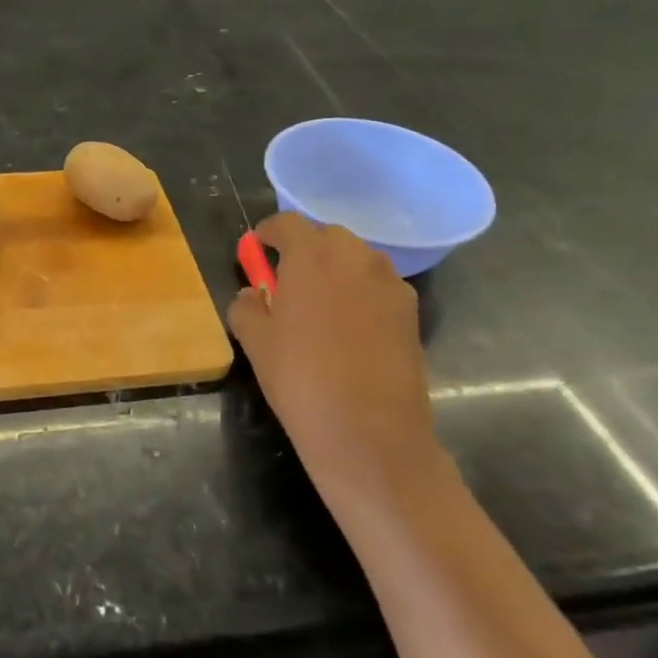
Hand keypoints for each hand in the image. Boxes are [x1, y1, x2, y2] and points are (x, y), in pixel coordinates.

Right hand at [227, 213, 435, 495]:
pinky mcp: (411, 311)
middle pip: (326, 236)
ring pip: (356, 259)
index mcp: (311, 258)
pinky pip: (378, 285)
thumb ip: (246, 307)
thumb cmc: (301, 381)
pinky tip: (349, 328)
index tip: (257, 251)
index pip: (287, 223)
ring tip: (319, 305)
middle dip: (304, 250)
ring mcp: (389, 283)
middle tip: (286, 281)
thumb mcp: (255, 343)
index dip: (268, 234)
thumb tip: (253, 294)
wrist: (370, 433)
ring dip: (335, 269)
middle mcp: (355, 258)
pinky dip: (360, 292)